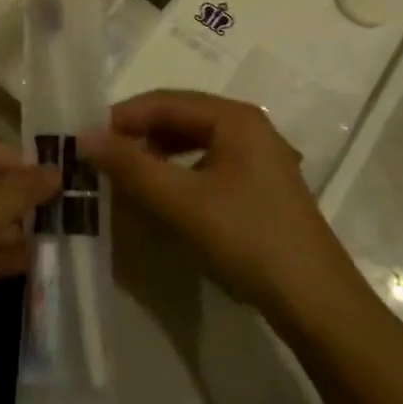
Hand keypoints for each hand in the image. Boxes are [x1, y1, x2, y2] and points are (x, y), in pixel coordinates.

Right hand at [83, 92, 352, 324]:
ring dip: (157, 152)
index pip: (166, 101)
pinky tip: (163, 192)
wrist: (317, 303)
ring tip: (126, 173)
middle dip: (139, 133)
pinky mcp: (260, 185)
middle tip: (102, 156)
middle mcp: (249, 126)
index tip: (87, 139)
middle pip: (181, 116)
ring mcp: (259, 156)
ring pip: (194, 140)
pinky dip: (179, 171)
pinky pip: (208, 163)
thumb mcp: (182, 202)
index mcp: (235, 117)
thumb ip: (132, 166)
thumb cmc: (247, 239)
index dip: (123, 117)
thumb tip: (85, 136)